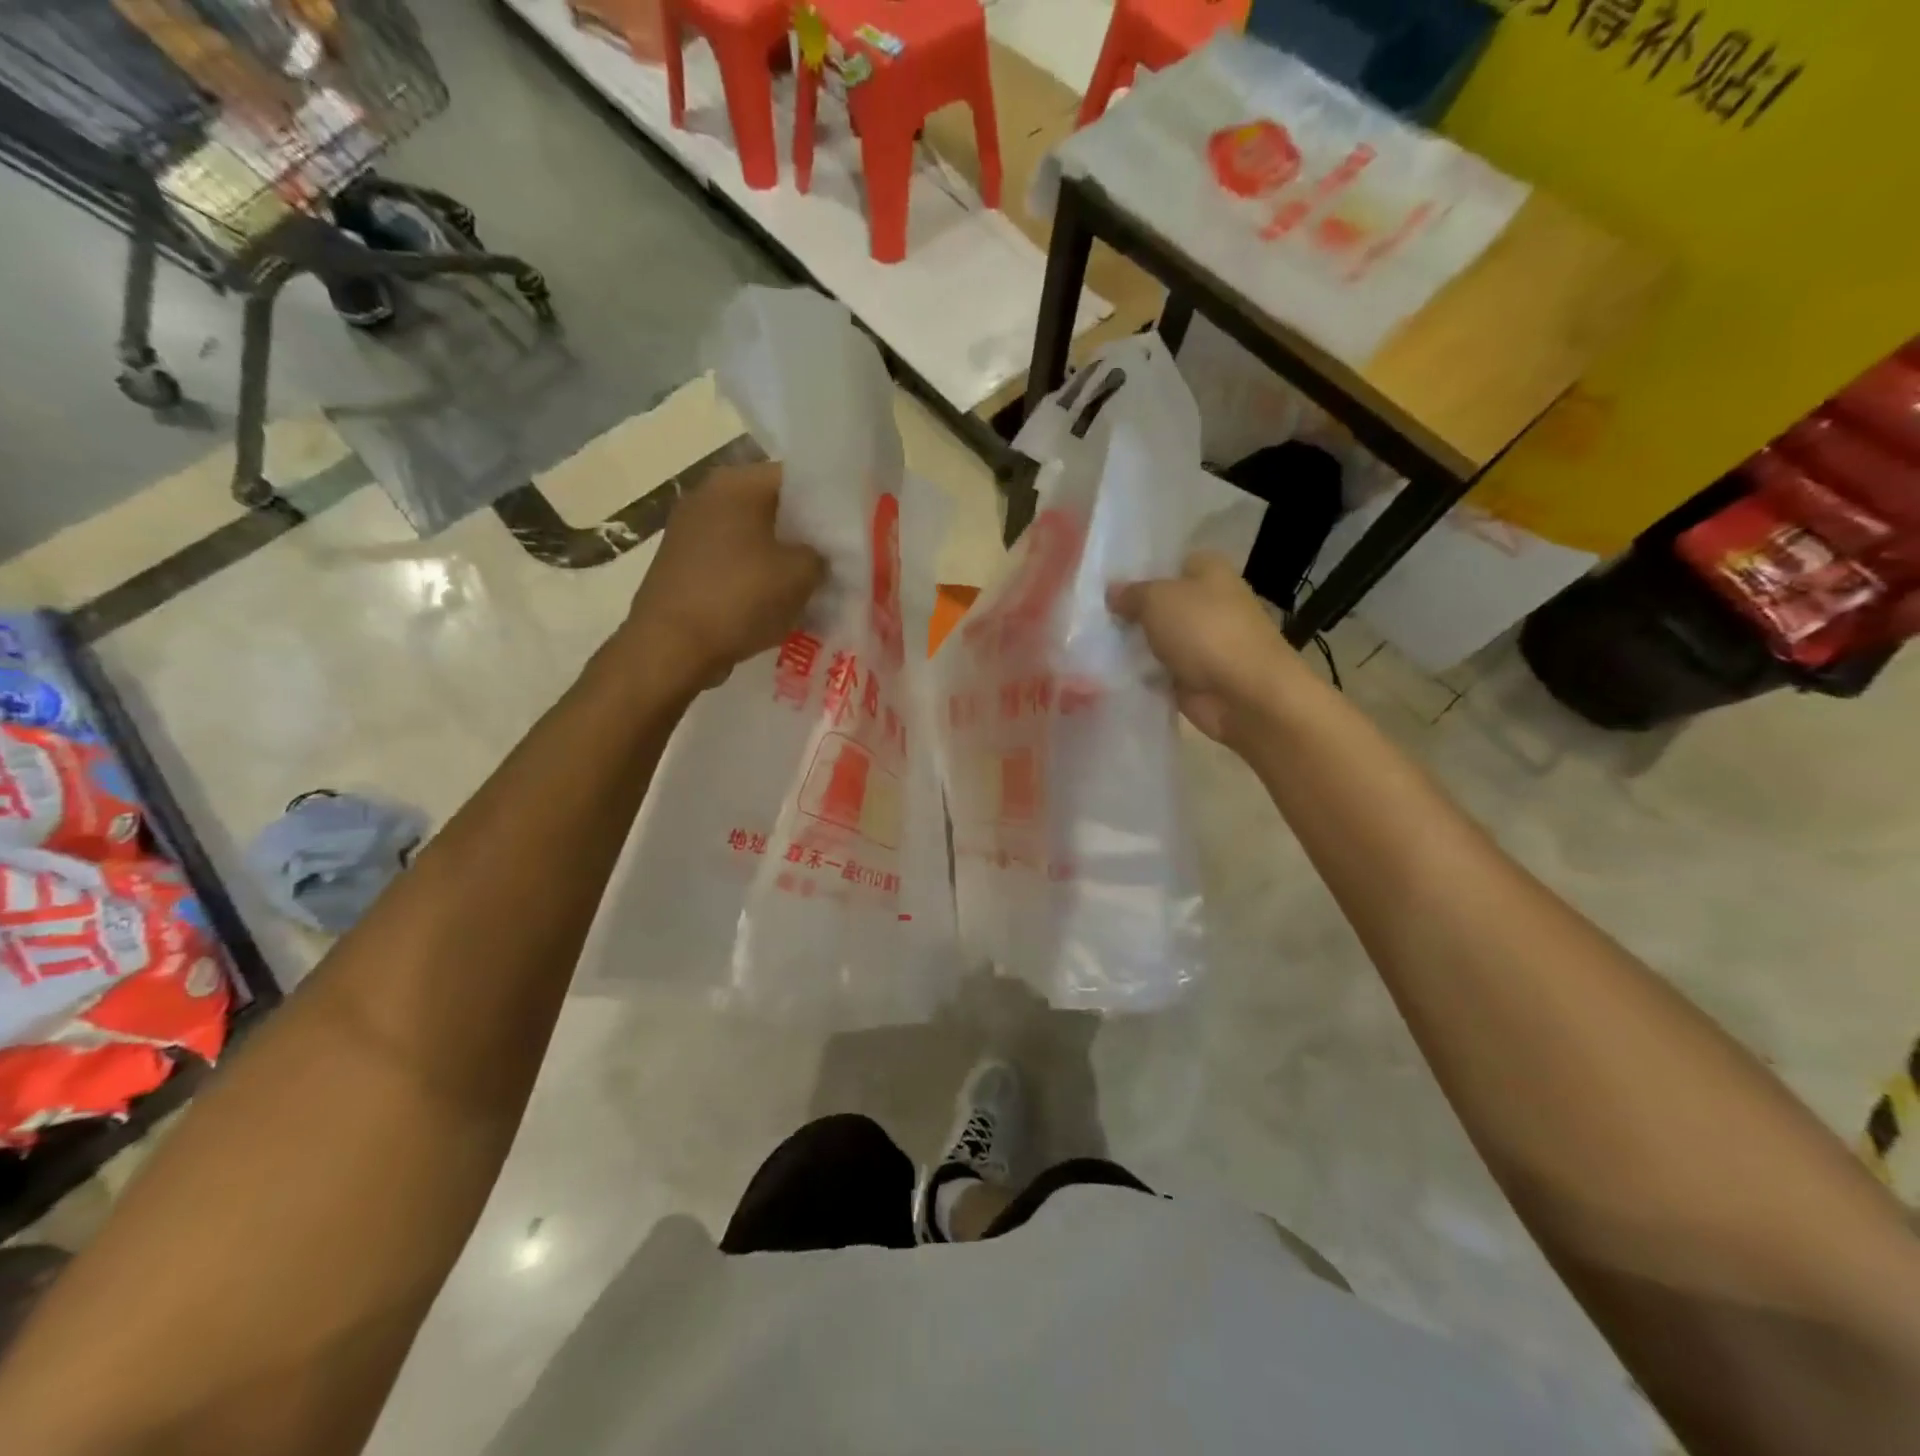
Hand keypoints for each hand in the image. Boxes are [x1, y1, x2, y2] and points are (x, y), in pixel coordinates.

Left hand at [621, 462, 824, 688]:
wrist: (671, 647)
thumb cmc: (740, 598)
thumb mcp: (801, 576)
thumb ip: (822, 556)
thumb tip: (819, 556)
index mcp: (737, 483)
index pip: (797, 479)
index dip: (828, 504)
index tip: (849, 531)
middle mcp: (708, 495)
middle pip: (772, 507)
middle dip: (804, 534)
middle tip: (835, 561)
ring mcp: (689, 530)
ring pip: (752, 537)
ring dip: (779, 559)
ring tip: (809, 586)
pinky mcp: (682, 563)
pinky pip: (732, 561)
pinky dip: (754, 576)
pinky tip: (775, 602)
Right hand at [1107, 550, 1306, 746]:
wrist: (1244, 694)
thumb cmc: (1205, 632)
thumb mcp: (1158, 599)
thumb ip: (1131, 594)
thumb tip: (1112, 592)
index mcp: (1208, 571)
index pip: (1166, 563)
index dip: (1135, 571)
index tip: (1100, 584)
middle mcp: (1207, 602)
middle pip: (1158, 603)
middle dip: (1127, 611)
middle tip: (1088, 615)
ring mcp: (1201, 642)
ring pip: (1155, 638)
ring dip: (1131, 644)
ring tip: (1088, 643)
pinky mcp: (1193, 676)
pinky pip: (1157, 670)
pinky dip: (1139, 673)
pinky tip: (1107, 671)